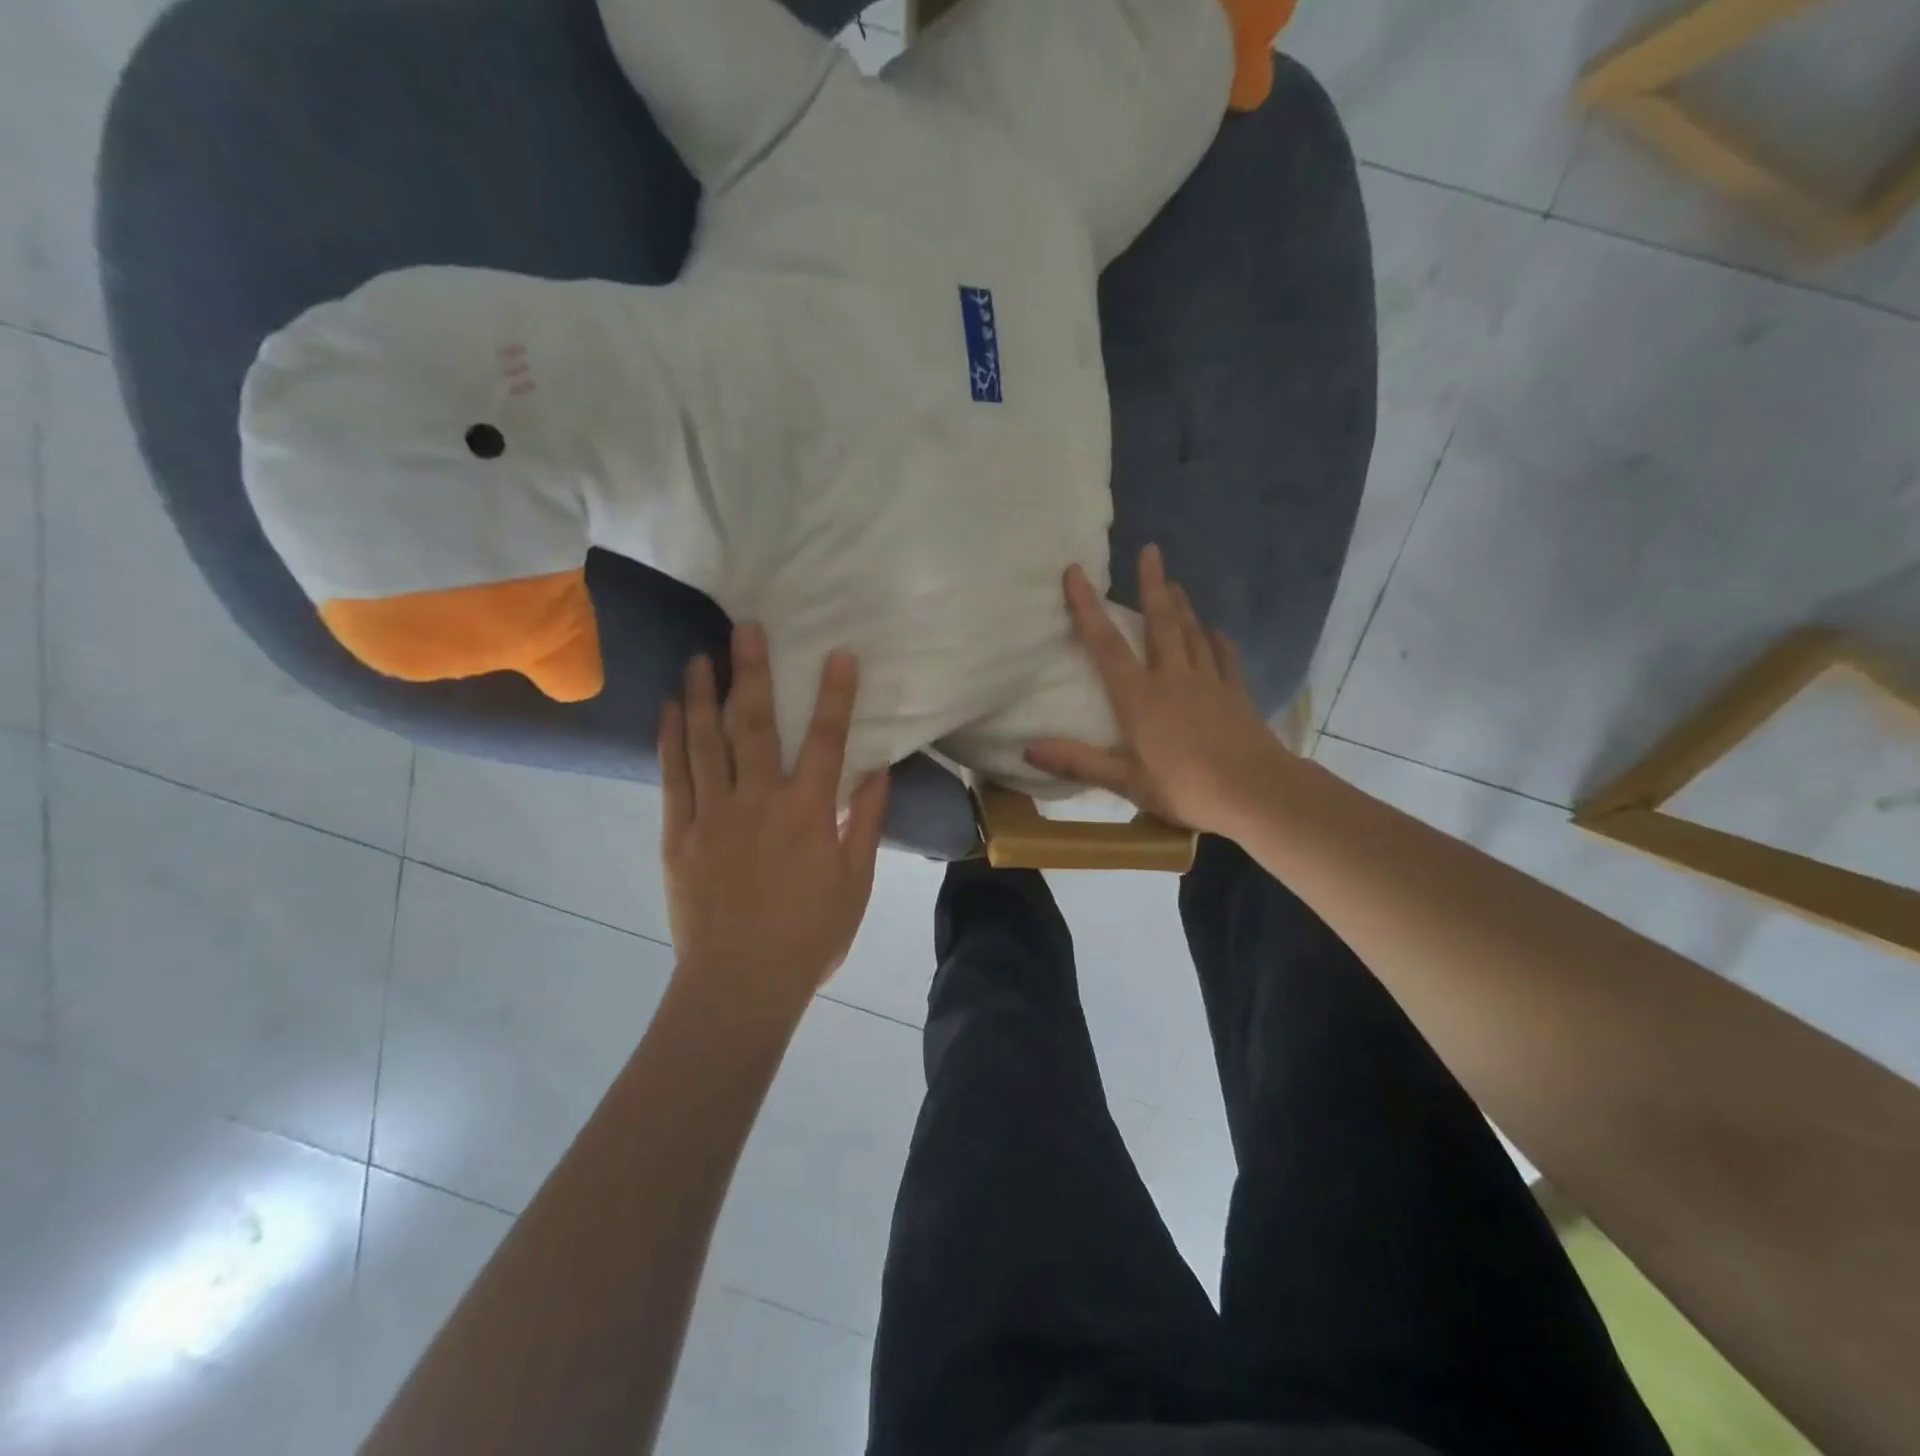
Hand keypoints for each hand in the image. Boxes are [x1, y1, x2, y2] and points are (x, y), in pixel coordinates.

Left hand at [659, 624, 889, 1012]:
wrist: (740, 985)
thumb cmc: (808, 937)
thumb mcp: (855, 884)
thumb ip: (866, 824)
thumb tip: (878, 771)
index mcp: (807, 814)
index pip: (826, 741)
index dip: (834, 696)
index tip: (838, 655)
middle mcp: (758, 802)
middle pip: (755, 727)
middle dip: (753, 674)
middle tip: (746, 629)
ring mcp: (712, 816)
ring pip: (706, 743)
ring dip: (703, 696)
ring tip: (701, 658)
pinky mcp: (678, 835)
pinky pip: (672, 778)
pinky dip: (670, 740)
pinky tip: (668, 711)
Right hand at [1026, 544, 1288, 836]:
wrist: (1255, 793)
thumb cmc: (1185, 788)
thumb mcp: (1126, 782)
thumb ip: (1078, 762)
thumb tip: (1028, 749)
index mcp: (1139, 697)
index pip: (1106, 644)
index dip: (1087, 607)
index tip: (1076, 572)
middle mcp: (1172, 678)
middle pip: (1160, 622)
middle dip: (1151, 584)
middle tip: (1150, 550)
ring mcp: (1209, 682)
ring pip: (1192, 633)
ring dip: (1181, 606)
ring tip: (1174, 582)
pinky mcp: (1236, 693)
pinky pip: (1225, 658)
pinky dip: (1218, 641)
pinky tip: (1216, 631)